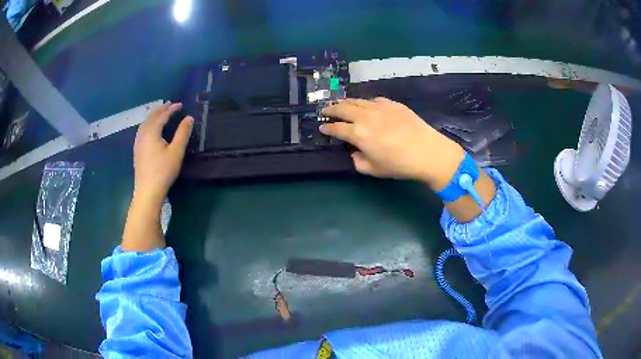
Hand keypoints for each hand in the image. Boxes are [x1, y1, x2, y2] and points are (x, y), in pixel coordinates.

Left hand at [133, 102, 192, 201]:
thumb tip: (189, 118)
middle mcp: (143, 134)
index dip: (171, 109)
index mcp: (152, 132)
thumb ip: (183, 133)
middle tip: (170, 104)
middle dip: (161, 109)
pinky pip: (142, 129)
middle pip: (151, 117)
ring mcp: (138, 142)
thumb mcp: (176, 151)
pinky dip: (148, 123)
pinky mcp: (137, 150)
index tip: (180, 105)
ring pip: (145, 123)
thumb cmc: (163, 171)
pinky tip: (150, 127)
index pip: (162, 115)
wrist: (148, 190)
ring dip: (153, 115)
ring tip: (161, 112)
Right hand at [321, 98, 464, 189]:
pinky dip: (365, 102)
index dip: (327, 128)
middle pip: (343, 108)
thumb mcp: (374, 170)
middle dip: (331, 109)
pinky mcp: (392, 103)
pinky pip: (373, 100)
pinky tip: (366, 106)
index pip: (336, 128)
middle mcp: (365, 116)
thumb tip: (355, 152)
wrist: (428, 152)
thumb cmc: (399, 164)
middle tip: (325, 111)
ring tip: (341, 104)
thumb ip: (358, 161)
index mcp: (358, 134)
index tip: (321, 127)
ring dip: (345, 102)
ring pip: (357, 100)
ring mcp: (379, 107)